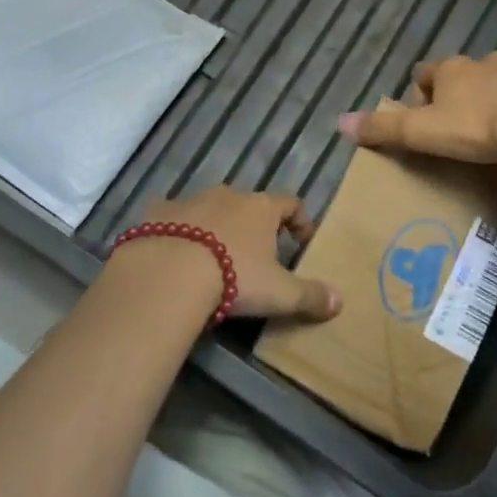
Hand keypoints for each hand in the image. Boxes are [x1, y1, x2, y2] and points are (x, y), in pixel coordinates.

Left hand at [121, 187, 341, 322]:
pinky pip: (169, 215)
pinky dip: (173, 228)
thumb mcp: (279, 293)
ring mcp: (190, 199)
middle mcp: (228, 195)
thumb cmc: (234, 277)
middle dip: (252, 225)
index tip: (301, 241)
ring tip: (211, 255)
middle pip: (247, 204)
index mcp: (261, 208)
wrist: (169, 272)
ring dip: (213, 225)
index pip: (290, 203)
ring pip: (208, 207)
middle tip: (254, 254)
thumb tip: (340, 301)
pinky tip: (170, 249)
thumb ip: (310, 296)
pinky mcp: (157, 211)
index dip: (299, 220)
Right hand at [337, 52, 496, 166]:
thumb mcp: (421, 133)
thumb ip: (382, 129)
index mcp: (452, 69)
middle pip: (463, 76)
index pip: (426, 74)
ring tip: (491, 134)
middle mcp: (484, 62)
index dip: (421, 96)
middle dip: (458, 97)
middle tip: (457, 131)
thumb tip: (340, 122)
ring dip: (491, 100)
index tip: (424, 122)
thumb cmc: (474, 129)